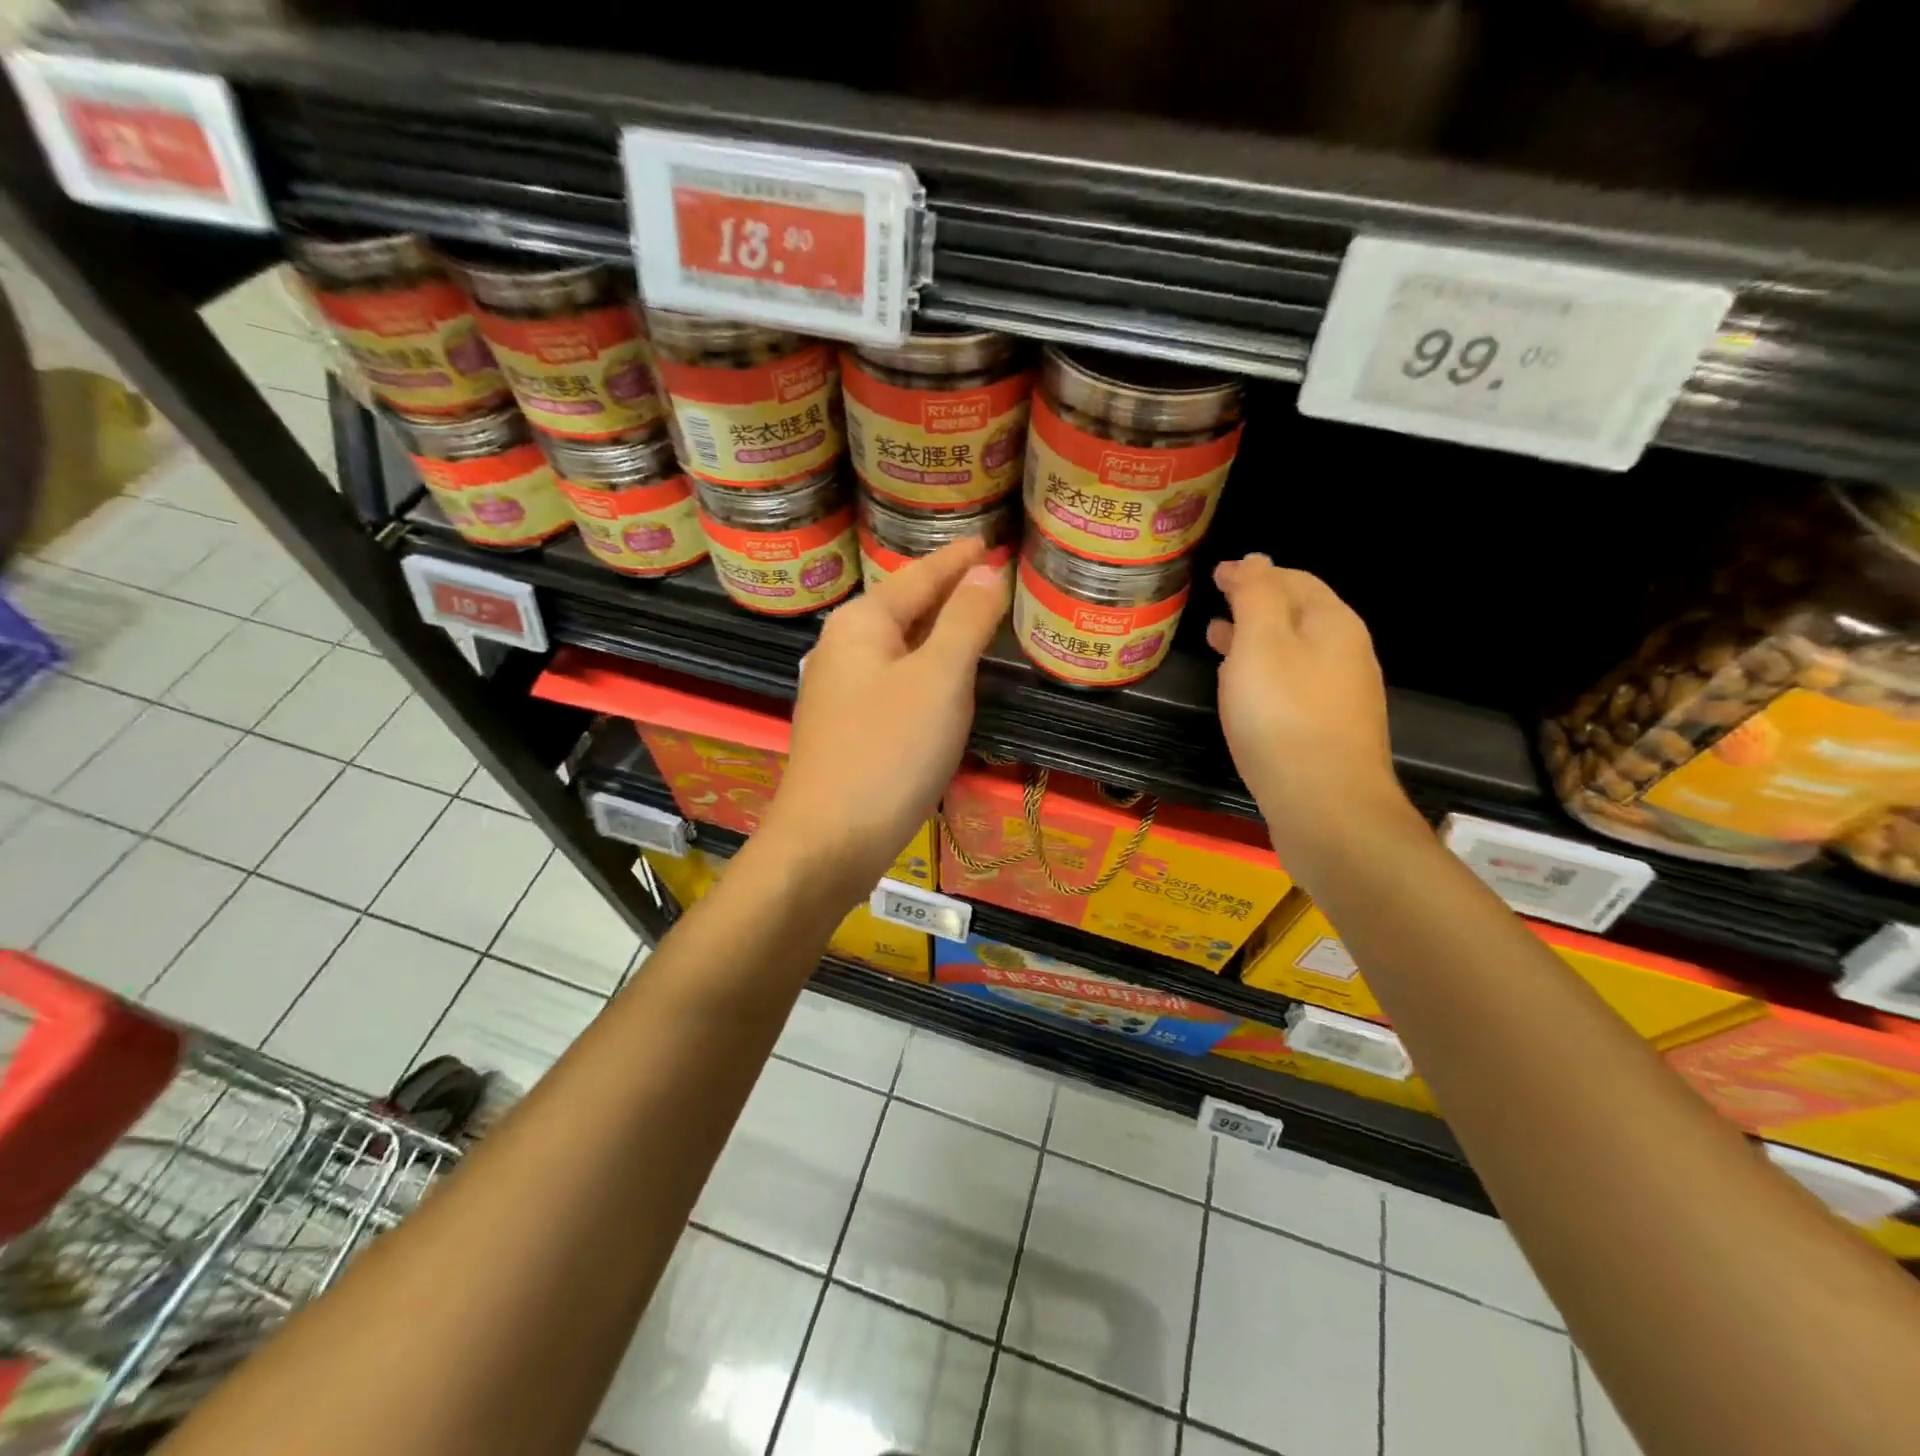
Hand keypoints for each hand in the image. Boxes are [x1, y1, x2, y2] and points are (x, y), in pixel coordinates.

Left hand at [761, 537, 1010, 901]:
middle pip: (905, 607)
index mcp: (862, 623)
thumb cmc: (888, 752)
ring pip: (900, 647)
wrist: (829, 841)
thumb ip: (965, 620)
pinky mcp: (848, 728)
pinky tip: (943, 680)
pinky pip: (895, 681)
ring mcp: (840, 690)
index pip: (920, 575)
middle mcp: (843, 648)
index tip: (992, 541)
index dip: (960, 559)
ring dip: (937, 631)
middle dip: (947, 591)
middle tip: (993, 577)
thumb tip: (987, 569)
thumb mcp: (939, 679)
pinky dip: (926, 669)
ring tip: (976, 618)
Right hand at [1207, 554, 1413, 863]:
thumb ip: (1257, 595)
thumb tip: (1256, 559)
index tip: (1215, 575)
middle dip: (1256, 604)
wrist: (1326, 806)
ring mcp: (1342, 695)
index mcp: (1332, 624)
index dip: (1253, 573)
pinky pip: (1293, 686)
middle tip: (1215, 604)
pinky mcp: (1329, 731)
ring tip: (1216, 642)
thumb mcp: (1261, 643)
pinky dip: (1264, 674)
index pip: (1292, 580)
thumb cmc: (1284, 717)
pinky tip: (1242, 692)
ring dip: (1256, 641)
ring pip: (1294, 653)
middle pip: (1298, 615)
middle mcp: (1346, 653)